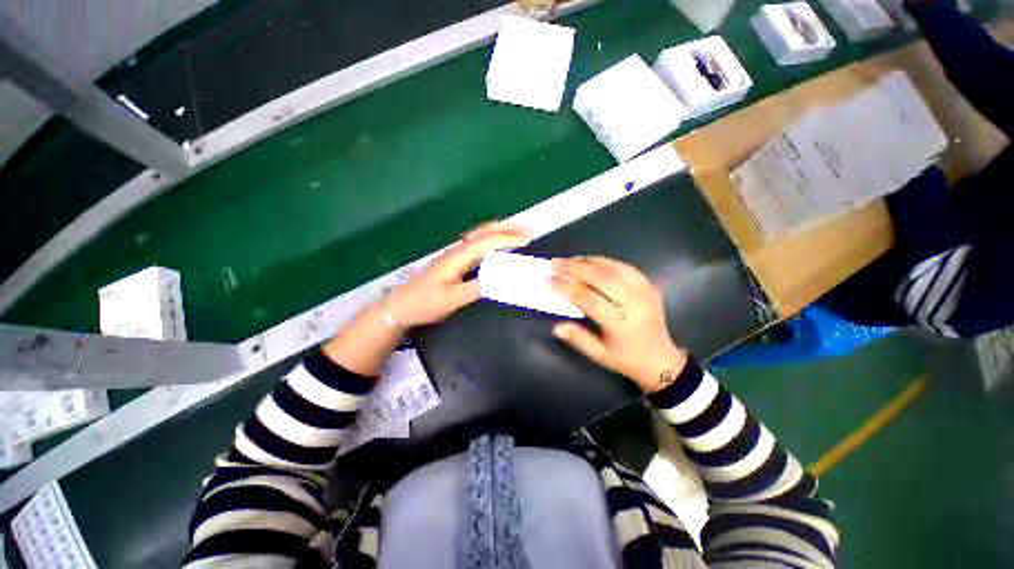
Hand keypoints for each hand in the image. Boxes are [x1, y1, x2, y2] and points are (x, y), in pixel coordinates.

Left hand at [385, 222, 531, 327]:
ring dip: (500, 231)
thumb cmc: (425, 303)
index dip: (508, 239)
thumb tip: (502, 279)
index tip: (527, 239)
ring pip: (480, 236)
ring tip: (518, 232)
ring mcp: (455, 254)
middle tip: (528, 228)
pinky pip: (477, 244)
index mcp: (457, 257)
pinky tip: (498, 245)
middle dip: (507, 228)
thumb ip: (476, 288)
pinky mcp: (454, 261)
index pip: (486, 242)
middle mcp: (457, 250)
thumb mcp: (452, 299)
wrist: (400, 306)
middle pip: (484, 232)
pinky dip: (492, 240)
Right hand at [550, 257, 686, 392]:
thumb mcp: (600, 356)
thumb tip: (556, 326)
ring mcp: (644, 291)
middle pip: (602, 278)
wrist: (661, 358)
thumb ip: (578, 339)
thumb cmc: (626, 359)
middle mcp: (634, 304)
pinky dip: (604, 261)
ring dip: (588, 261)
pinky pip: (623, 267)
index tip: (549, 280)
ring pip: (613, 268)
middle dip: (575, 268)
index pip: (590, 300)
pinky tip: (589, 261)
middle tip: (555, 263)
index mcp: (621, 325)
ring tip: (568, 260)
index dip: (568, 288)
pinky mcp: (648, 285)